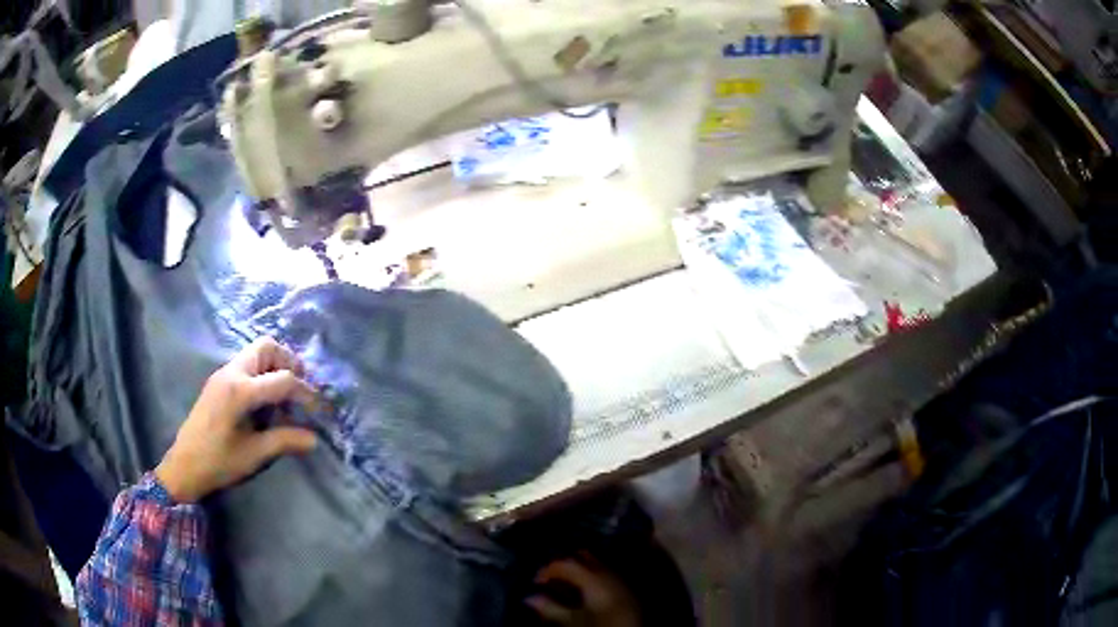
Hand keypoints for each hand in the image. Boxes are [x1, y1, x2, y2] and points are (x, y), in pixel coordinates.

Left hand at [155, 338, 318, 502]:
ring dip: (274, 366)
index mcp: (241, 390)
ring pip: (255, 352)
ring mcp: (223, 374)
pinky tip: (265, 401)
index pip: (283, 379)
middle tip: (299, 388)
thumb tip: (314, 439)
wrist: (184, 466)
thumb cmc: (218, 462)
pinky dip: (262, 373)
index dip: (306, 393)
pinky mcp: (218, 381)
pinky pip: (246, 364)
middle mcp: (232, 372)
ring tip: (285, 395)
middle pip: (267, 347)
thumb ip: (285, 441)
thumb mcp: (254, 454)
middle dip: (289, 363)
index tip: (319, 410)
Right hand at [526, 556, 640, 626]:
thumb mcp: (573, 621)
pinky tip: (583, 590)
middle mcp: (608, 572)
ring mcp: (619, 578)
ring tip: (565, 584)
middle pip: (582, 557)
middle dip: (564, 565)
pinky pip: (605, 573)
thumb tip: (529, 598)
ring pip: (595, 564)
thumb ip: (551, 608)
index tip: (535, 581)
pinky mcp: (626, 588)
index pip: (565, 563)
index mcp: (593, 577)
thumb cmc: (602, 626)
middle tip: (549, 579)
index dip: (547, 569)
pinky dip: (591, 577)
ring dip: (578, 570)